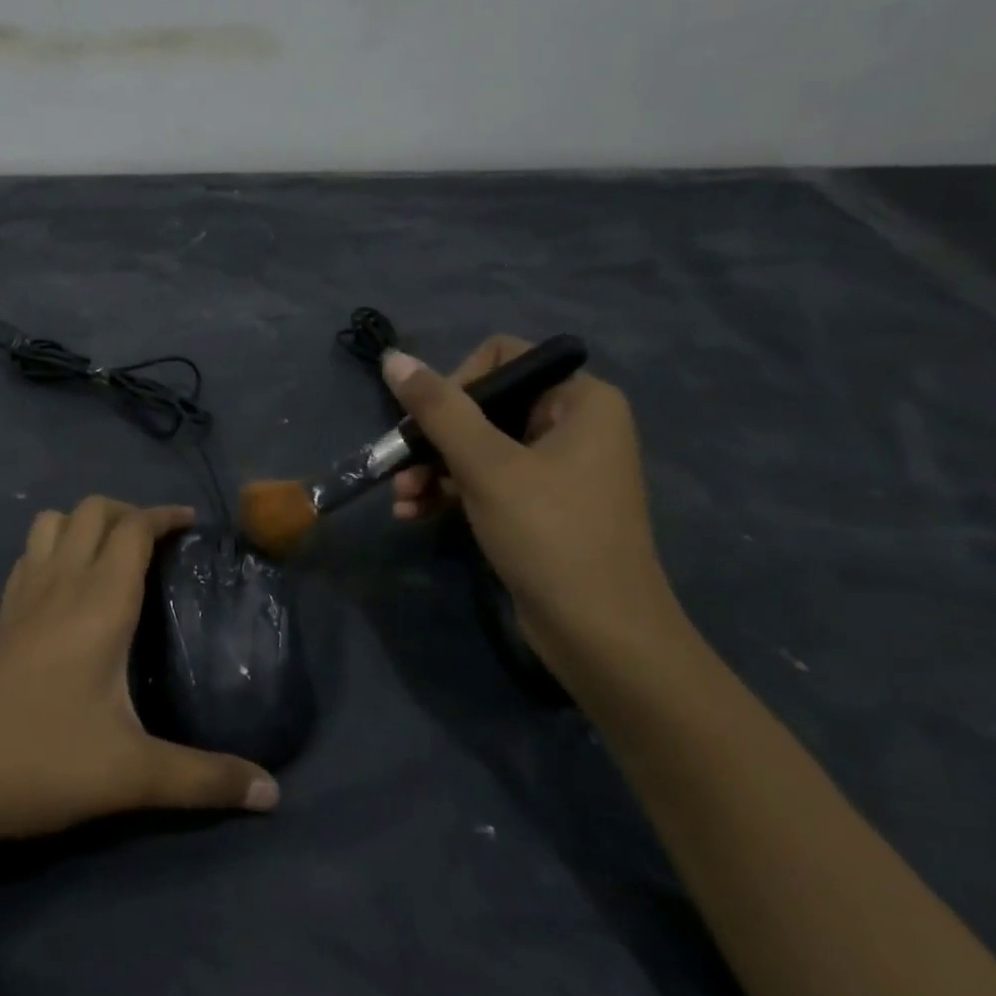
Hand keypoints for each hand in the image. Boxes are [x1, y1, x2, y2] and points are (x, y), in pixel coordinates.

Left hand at [0, 497, 278, 848]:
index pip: (133, 528)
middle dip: (129, 512)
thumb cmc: (41, 760)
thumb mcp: (132, 775)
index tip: (194, 524)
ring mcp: (23, 597)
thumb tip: (274, 793)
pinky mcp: (0, 618)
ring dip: (86, 523)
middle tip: (159, 545)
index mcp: (99, 602)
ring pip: (53, 522)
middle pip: (92, 510)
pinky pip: (30, 555)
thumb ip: (205, 780)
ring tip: (113, 556)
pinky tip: (66, 589)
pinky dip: (54, 548)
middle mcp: (60, 583)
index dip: (164, 515)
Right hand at [383, 337, 691, 683]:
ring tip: (401, 499)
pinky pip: (485, 479)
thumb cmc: (550, 535)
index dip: (456, 383)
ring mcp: (556, 467)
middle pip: (483, 405)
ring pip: (477, 446)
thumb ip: (439, 409)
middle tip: (398, 466)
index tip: (429, 424)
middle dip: (433, 438)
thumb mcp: (487, 466)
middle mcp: (572, 424)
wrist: (600, 636)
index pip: (502, 359)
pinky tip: (414, 513)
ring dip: (432, 469)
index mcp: (579, 400)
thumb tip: (394, 358)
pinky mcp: (539, 505)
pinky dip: (449, 491)